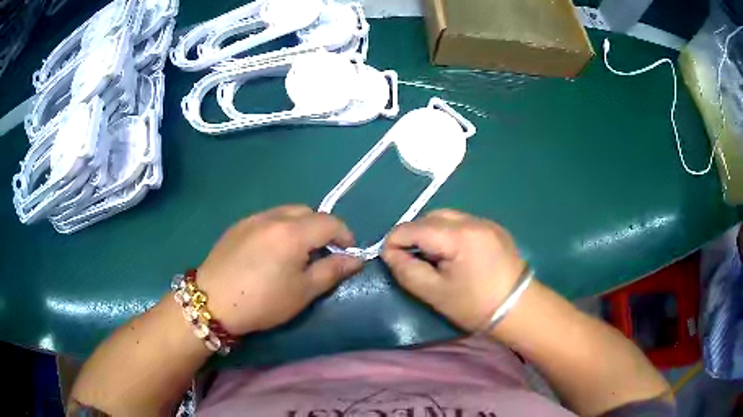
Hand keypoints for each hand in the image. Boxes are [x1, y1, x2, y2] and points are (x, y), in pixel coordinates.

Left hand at [197, 205, 363, 334]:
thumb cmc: (262, 301)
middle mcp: (274, 217)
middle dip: (322, 228)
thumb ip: (332, 271)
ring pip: (287, 212)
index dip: (345, 235)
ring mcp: (253, 218)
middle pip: (308, 212)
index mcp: (293, 232)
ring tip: (298, 251)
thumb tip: (356, 259)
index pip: (330, 222)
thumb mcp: (303, 292)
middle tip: (323, 253)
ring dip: (301, 226)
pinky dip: (280, 228)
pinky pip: (268, 218)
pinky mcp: (238, 225)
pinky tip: (272, 251)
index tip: (348, 253)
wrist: (212, 302)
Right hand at [382, 209, 525, 331]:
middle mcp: (472, 220)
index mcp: (458, 236)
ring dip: (430, 232)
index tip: (390, 260)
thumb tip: (389, 253)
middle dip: (413, 235)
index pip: (413, 227)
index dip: (394, 242)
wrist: (519, 309)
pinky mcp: (494, 228)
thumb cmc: (475, 306)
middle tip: (410, 259)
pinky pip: (462, 222)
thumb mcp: (435, 293)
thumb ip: (406, 270)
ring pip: (445, 217)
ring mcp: (486, 222)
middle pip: (429, 217)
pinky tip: (452, 253)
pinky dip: (448, 233)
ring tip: (431, 256)